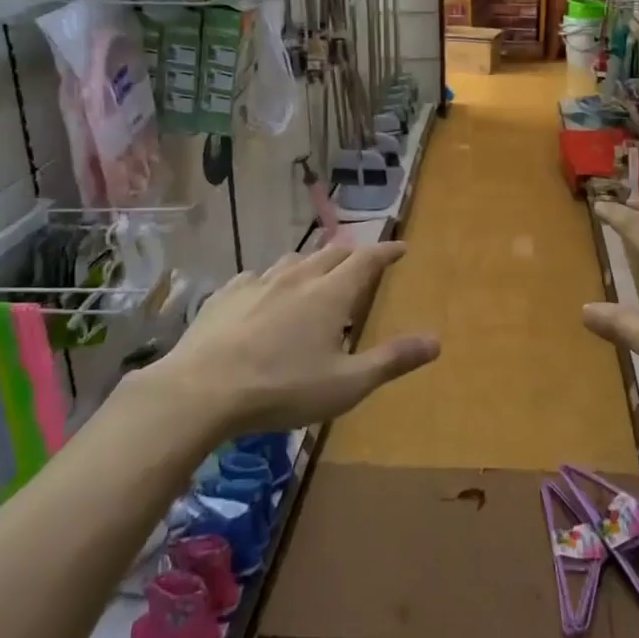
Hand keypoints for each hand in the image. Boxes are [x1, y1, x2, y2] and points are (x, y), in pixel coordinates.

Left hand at [144, 241, 439, 436]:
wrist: (202, 390)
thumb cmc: (282, 388)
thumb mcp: (347, 383)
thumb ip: (392, 360)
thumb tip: (436, 341)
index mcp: (330, 295)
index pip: (366, 260)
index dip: (386, 251)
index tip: (401, 247)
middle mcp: (296, 278)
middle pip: (331, 254)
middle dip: (352, 254)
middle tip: (362, 261)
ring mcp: (257, 283)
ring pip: (292, 260)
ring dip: (311, 262)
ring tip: (316, 272)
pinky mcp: (226, 295)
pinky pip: (256, 276)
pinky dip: (271, 278)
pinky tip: (263, 291)